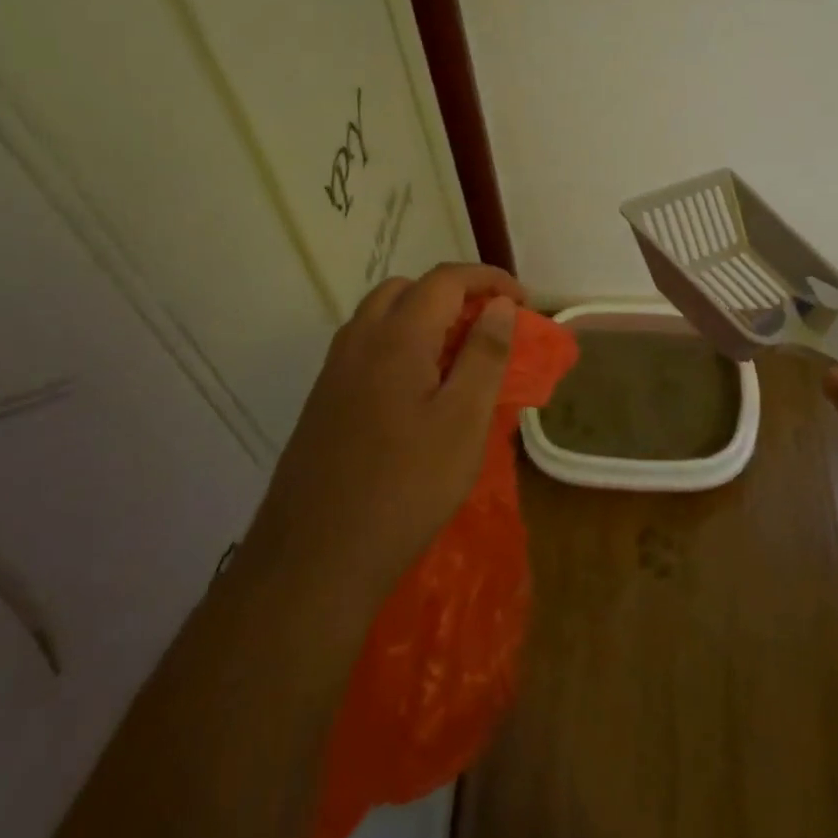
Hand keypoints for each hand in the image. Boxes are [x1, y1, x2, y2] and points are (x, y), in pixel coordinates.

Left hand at [248, 263, 524, 604]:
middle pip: (407, 289)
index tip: (522, 301)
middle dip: (452, 294)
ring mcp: (333, 372)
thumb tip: (499, 305)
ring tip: (457, 356)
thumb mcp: (464, 421)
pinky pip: (365, 349)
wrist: (315, 559)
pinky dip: (399, 345)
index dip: (488, 278)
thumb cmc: (406, 488)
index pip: (445, 279)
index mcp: (397, 338)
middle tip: (487, 327)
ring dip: (422, 318)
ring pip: (380, 317)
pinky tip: (417, 391)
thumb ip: (485, 354)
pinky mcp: (322, 402)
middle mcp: (358, 341)